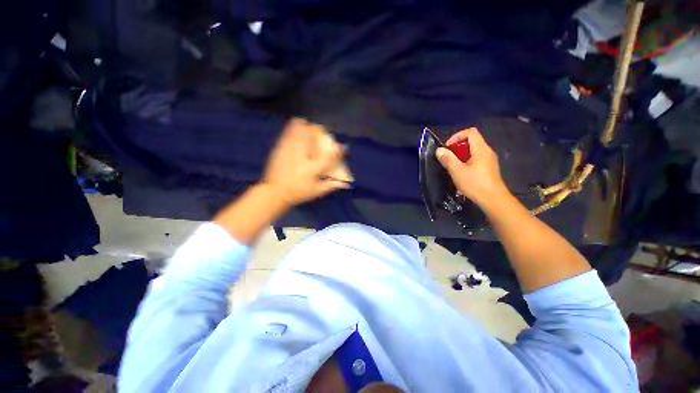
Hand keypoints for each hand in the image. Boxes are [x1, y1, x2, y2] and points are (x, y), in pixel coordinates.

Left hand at [262, 118, 349, 206]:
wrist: (274, 192)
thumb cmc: (298, 193)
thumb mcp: (316, 192)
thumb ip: (331, 185)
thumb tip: (345, 183)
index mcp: (312, 169)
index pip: (327, 158)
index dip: (337, 151)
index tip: (342, 147)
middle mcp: (302, 158)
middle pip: (312, 140)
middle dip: (318, 133)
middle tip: (322, 131)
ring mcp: (289, 152)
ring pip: (299, 134)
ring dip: (306, 127)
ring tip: (309, 124)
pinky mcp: (280, 149)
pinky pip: (287, 134)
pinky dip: (293, 127)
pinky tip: (296, 122)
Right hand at [436, 127, 508, 207]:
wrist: (493, 200)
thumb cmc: (475, 184)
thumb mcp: (457, 171)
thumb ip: (448, 159)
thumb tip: (439, 150)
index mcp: (481, 149)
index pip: (471, 132)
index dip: (457, 136)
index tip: (448, 148)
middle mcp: (487, 151)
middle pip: (472, 141)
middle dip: (457, 147)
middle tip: (448, 158)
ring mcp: (489, 160)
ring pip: (473, 151)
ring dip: (461, 155)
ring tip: (453, 166)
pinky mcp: (489, 168)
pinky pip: (476, 158)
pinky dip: (466, 161)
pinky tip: (462, 173)